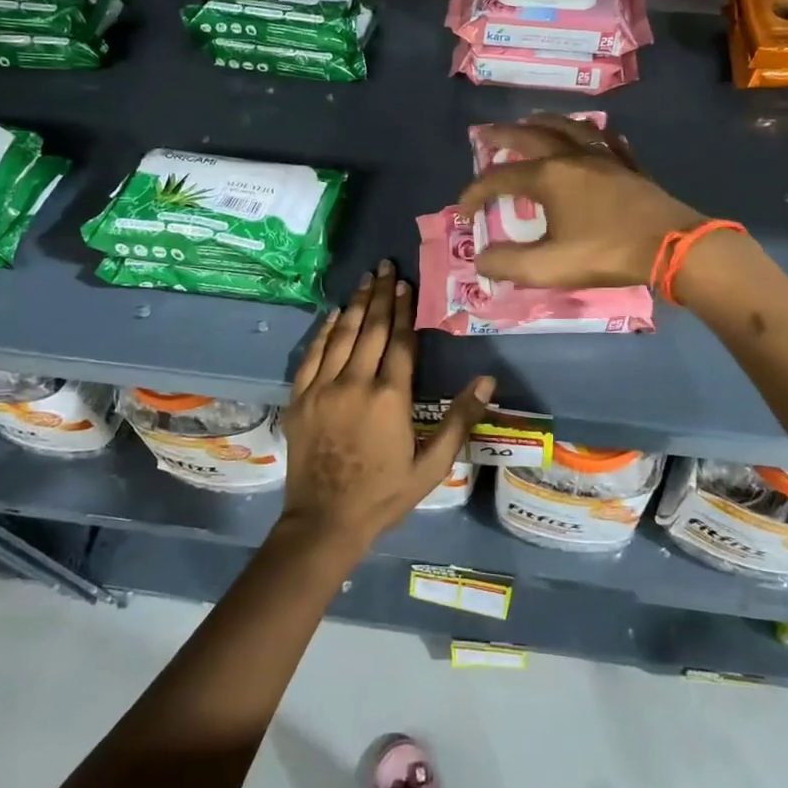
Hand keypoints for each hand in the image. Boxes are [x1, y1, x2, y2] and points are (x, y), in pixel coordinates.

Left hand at [281, 259, 494, 551]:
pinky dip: (325, 331)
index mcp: (391, 397)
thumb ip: (459, 419)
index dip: (405, 309)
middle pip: (372, 329)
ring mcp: (324, 387)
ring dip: (356, 305)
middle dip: (381, 295)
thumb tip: (487, 380)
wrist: (324, 521)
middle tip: (385, 266)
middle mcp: (356, 382)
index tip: (406, 283)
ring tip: (365, 279)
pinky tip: (334, 314)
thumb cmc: (384, 494)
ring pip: (343, 335)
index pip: (401, 341)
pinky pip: (313, 354)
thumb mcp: (432, 465)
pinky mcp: (301, 397)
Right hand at [456, 114, 707, 288]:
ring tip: (531, 120)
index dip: (475, 193)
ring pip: (569, 128)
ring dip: (544, 122)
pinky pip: (607, 141)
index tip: (463, 211)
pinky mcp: (629, 166)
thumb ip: (508, 263)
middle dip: (503, 135)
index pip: (500, 178)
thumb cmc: (606, 253)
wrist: (671, 245)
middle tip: (484, 133)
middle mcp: (572, 157)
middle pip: (530, 136)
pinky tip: (595, 136)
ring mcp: (604, 157)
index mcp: (549, 177)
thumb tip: (480, 258)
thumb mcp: (549, 267)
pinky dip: (593, 135)